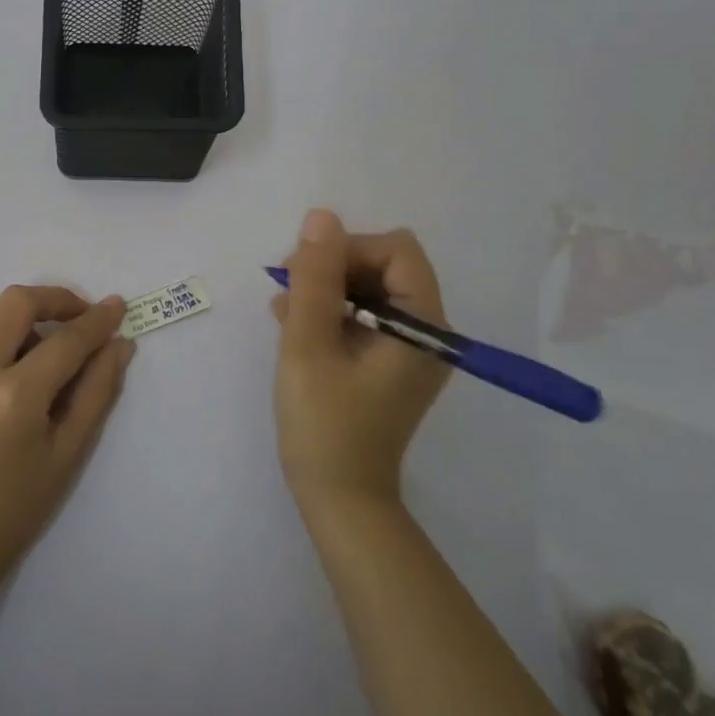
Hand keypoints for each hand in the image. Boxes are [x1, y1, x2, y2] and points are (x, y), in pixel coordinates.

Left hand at [0, 285, 134, 596]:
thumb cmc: (12, 512)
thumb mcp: (66, 456)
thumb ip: (96, 393)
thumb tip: (119, 346)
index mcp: (14, 396)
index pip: (65, 340)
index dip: (97, 321)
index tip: (118, 307)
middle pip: (17, 301)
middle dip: (56, 299)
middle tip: (82, 319)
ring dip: (26, 312)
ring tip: (51, 344)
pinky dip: (1, 330)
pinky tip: (18, 362)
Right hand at [271, 209, 451, 508]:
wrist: (339, 498)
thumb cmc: (324, 422)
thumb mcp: (309, 343)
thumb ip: (315, 277)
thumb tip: (321, 217)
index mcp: (424, 326)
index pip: (397, 250)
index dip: (348, 249)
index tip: (306, 274)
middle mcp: (429, 332)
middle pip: (384, 266)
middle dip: (334, 268)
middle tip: (289, 291)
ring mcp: (411, 350)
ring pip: (370, 289)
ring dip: (327, 290)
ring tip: (286, 311)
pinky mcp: (391, 364)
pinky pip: (365, 317)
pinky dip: (332, 313)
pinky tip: (294, 324)